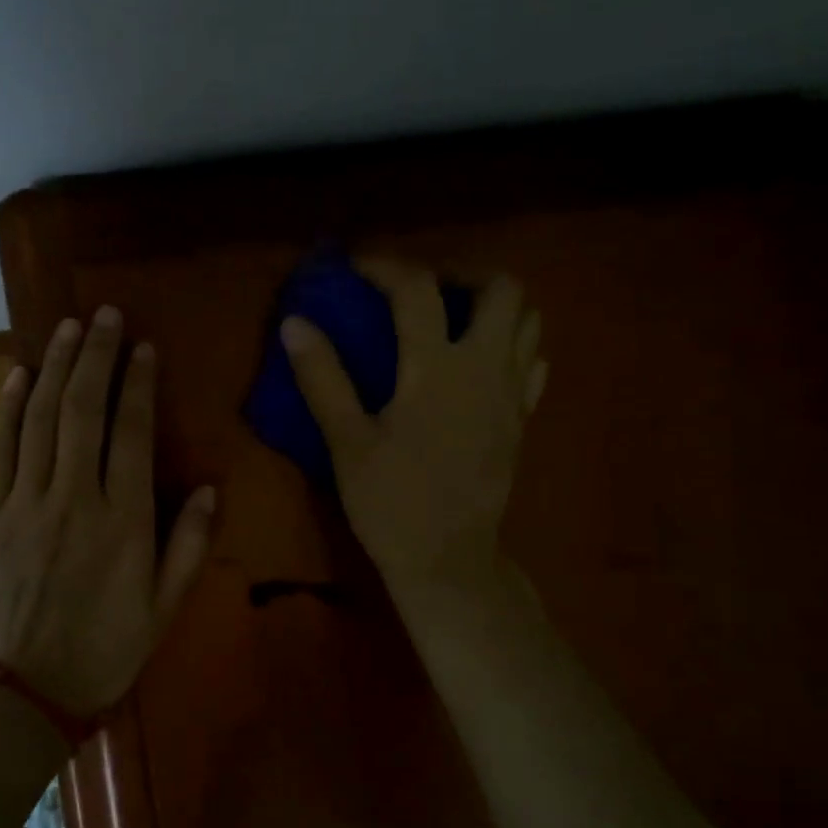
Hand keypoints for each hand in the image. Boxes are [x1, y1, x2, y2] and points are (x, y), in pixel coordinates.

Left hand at [0, 307, 216, 717]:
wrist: (18, 692)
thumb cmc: (101, 652)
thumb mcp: (163, 609)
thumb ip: (188, 546)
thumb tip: (208, 488)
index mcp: (123, 521)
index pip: (132, 433)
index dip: (138, 384)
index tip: (143, 347)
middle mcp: (73, 498)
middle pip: (84, 410)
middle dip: (96, 356)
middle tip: (105, 315)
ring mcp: (25, 502)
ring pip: (41, 419)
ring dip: (55, 367)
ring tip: (67, 327)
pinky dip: (8, 407)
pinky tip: (18, 374)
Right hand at [282, 259, 545, 598]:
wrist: (449, 561)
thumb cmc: (391, 503)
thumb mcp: (347, 442)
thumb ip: (323, 377)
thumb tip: (295, 323)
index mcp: (437, 368)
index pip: (417, 289)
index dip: (385, 266)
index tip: (357, 266)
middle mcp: (485, 368)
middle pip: (502, 288)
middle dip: (463, 275)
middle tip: (424, 291)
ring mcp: (512, 393)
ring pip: (529, 321)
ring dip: (493, 306)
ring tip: (453, 319)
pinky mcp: (522, 419)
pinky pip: (532, 362)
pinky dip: (511, 346)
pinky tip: (478, 363)